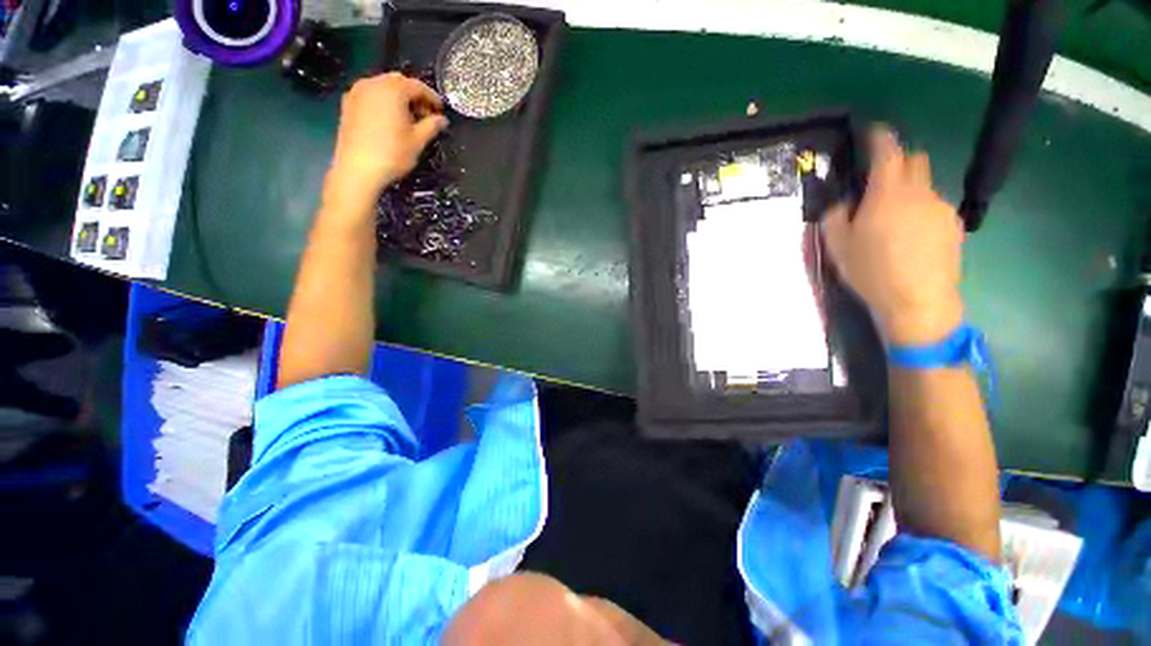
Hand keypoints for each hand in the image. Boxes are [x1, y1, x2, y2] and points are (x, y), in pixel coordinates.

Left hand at [323, 72, 447, 211]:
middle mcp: (373, 84)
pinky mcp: (348, 103)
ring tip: (408, 117)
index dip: (432, 97)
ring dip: (397, 97)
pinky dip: (383, 101)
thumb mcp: (418, 141)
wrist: (358, 168)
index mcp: (393, 90)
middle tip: (425, 114)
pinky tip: (389, 119)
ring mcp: (357, 92)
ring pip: (382, 86)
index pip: (417, 86)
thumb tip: (442, 120)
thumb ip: (431, 126)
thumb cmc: (392, 154)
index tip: (440, 110)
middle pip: (398, 81)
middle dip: (413, 94)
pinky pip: (370, 94)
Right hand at [823, 126, 964, 344]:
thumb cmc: (871, 271)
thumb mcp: (837, 245)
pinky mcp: (954, 226)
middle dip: (899, 161)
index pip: (888, 151)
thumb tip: (844, 203)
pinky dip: (921, 212)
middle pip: (916, 160)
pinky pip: (935, 208)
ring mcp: (942, 208)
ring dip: (909, 192)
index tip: (873, 131)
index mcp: (888, 193)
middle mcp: (920, 192)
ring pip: (926, 186)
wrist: (917, 301)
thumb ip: (835, 216)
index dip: (880, 136)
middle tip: (880, 181)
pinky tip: (911, 238)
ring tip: (893, 222)